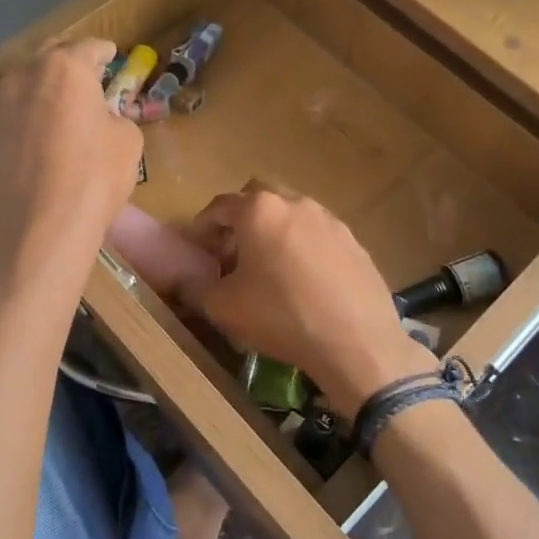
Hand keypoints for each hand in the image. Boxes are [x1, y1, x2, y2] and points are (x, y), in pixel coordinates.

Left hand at [0, 40, 140, 277]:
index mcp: (65, 69)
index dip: (104, 52)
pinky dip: (27, 118)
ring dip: (44, 91)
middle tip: (86, 79)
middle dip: (69, 64)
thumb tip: (102, 120)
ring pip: (25, 86)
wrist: (37, 231)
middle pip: (50, 58)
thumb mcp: (128, 142)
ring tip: (61, 112)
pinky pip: (11, 115)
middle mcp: (24, 77)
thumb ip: (115, 117)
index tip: (112, 56)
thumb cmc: (93, 178)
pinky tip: (39, 140)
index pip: (88, 47)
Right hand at [188, 186, 432, 418]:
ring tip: (268, 267)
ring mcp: (329, 220)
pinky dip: (303, 247)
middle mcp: (295, 203)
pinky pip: (318, 235)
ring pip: (292, 214)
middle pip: (259, 198)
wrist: (355, 341)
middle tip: (232, 251)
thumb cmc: (281, 316)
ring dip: (274, 231)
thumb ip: (196, 288)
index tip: (197, 247)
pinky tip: (303, 281)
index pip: (220, 205)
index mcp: (259, 210)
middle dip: (241, 219)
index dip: (203, 225)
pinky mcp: (354, 241)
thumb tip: (184, 280)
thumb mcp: (224, 307)